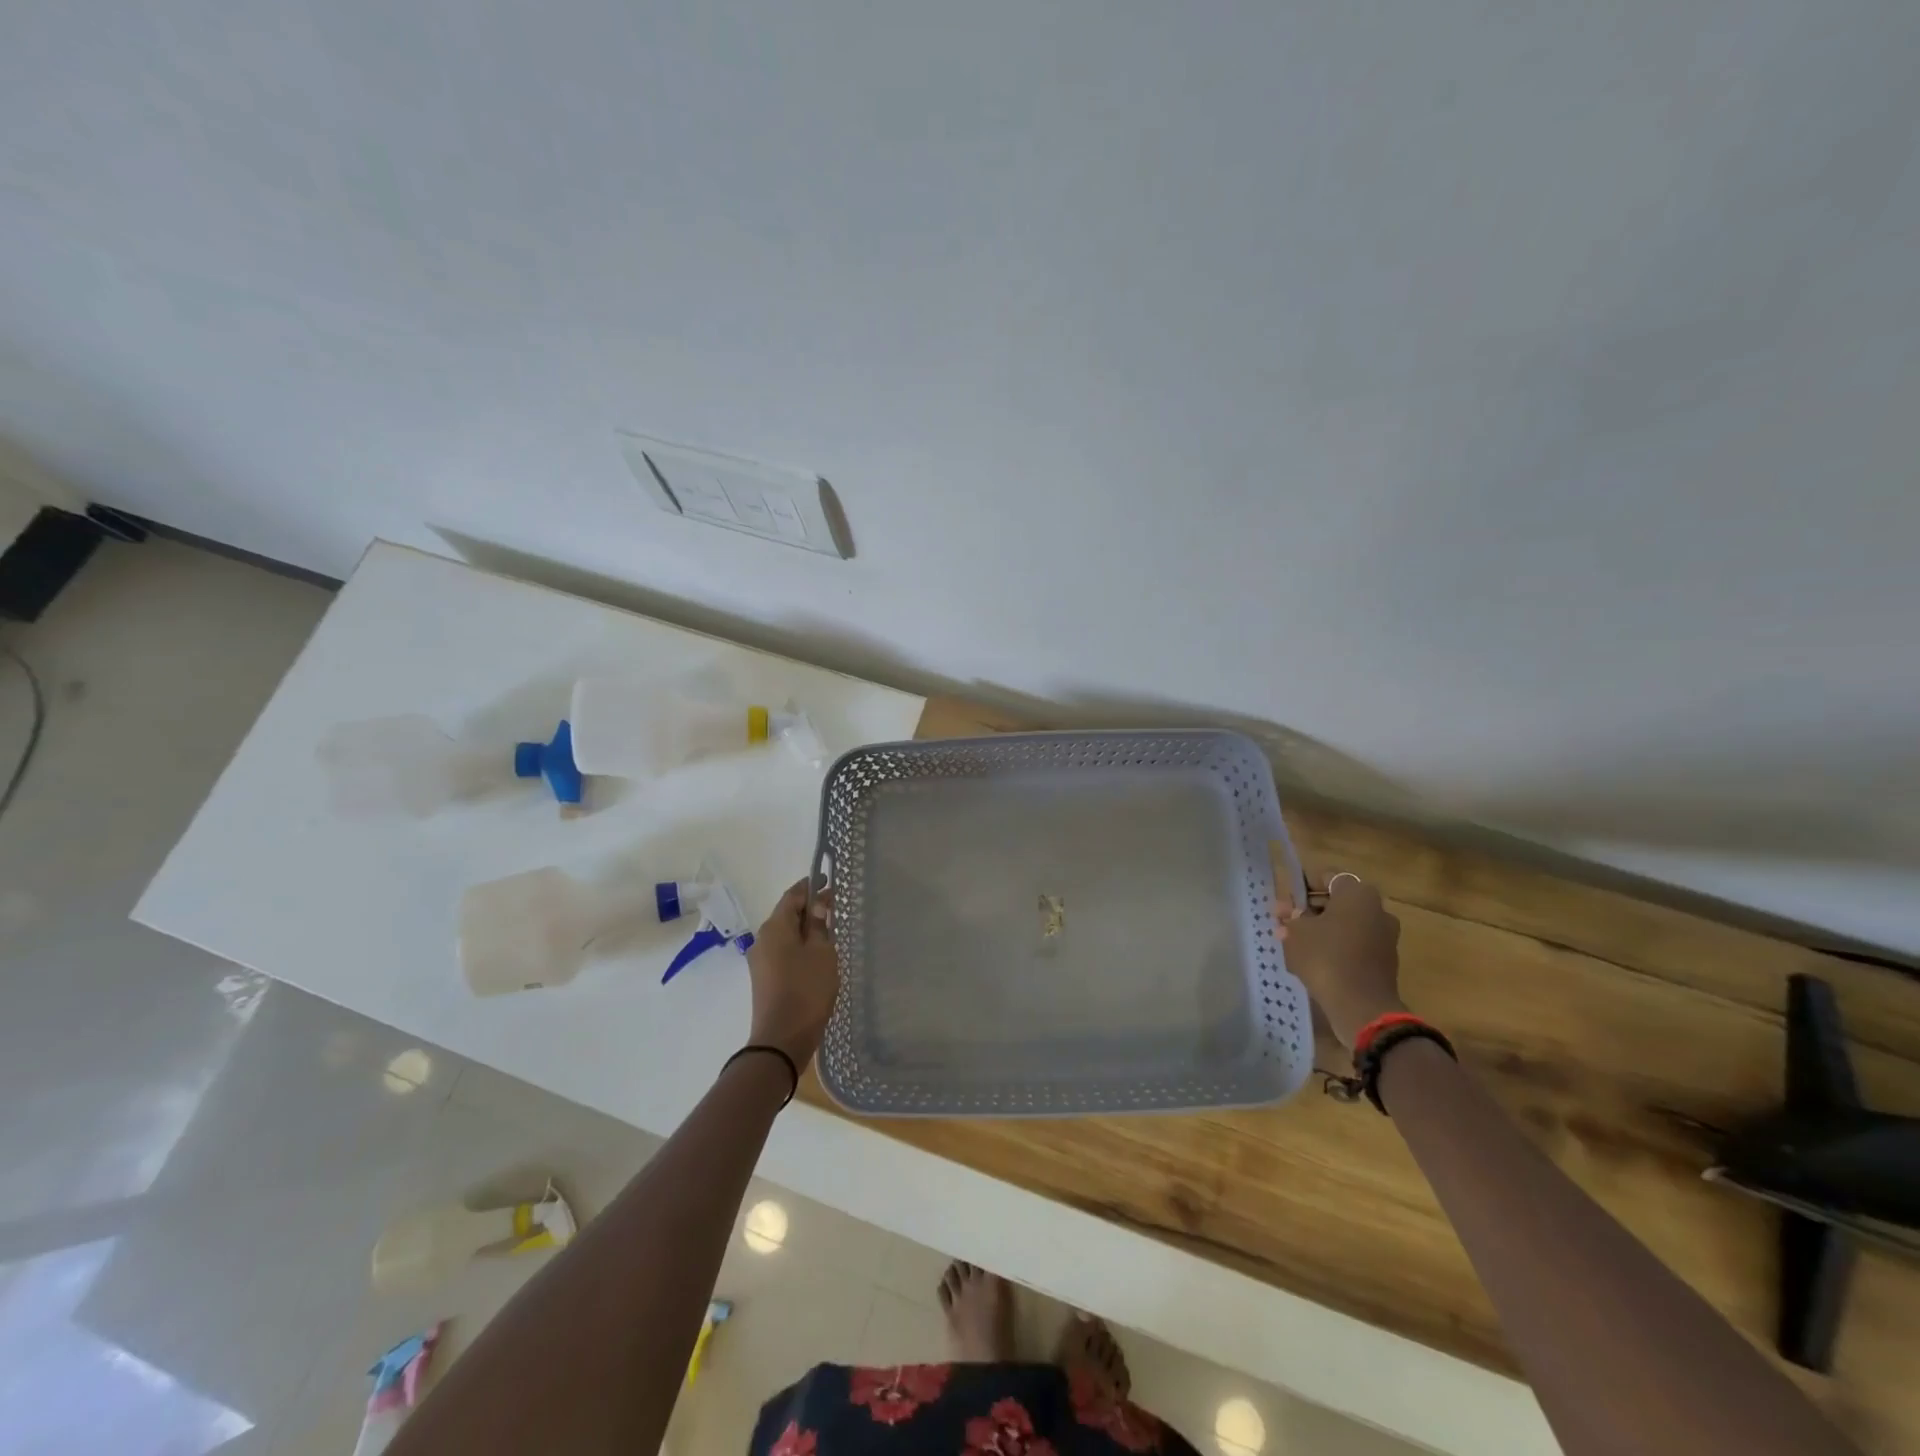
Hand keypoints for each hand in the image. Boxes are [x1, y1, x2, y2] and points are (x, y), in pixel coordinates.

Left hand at [745, 880, 838, 1067]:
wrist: (781, 1040)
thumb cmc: (806, 990)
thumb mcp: (822, 953)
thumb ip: (820, 926)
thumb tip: (817, 906)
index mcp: (775, 927)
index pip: (793, 895)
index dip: (811, 886)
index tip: (829, 881)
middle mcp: (762, 939)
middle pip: (787, 914)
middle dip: (810, 909)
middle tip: (836, 908)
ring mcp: (760, 961)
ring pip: (786, 935)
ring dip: (806, 930)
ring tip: (831, 934)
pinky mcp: (764, 979)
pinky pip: (783, 952)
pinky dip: (800, 947)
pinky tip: (818, 957)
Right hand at [1275, 868, 1403, 1047]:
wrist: (1361, 1006)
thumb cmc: (1326, 957)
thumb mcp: (1297, 931)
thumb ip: (1291, 916)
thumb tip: (1289, 913)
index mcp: (1358, 893)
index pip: (1326, 877)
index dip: (1302, 886)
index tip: (1285, 901)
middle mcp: (1377, 909)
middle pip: (1336, 901)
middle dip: (1308, 909)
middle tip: (1284, 922)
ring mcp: (1384, 935)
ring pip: (1344, 924)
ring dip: (1321, 929)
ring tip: (1293, 943)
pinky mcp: (1384, 960)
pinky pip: (1354, 944)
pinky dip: (1335, 946)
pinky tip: (1313, 959)